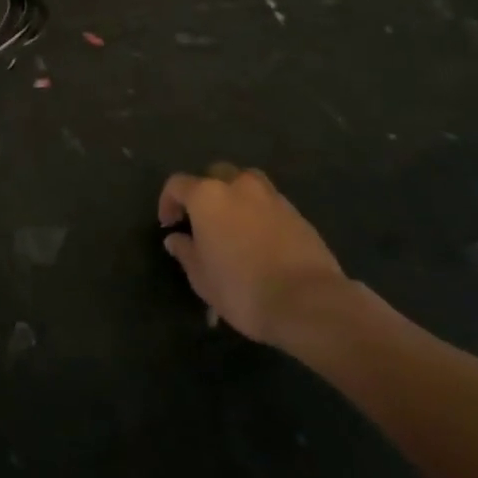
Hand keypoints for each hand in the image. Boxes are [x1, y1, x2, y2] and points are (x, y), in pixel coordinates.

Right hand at [159, 162, 351, 347]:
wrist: (309, 303)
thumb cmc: (242, 289)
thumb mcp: (201, 278)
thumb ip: (185, 252)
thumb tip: (176, 239)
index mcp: (207, 196)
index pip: (177, 184)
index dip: (168, 202)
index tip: (169, 225)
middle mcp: (238, 186)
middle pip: (215, 174)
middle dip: (205, 192)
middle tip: (203, 220)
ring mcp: (271, 197)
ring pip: (246, 183)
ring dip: (236, 197)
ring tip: (235, 225)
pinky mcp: (297, 214)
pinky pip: (270, 203)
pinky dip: (260, 213)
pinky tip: (261, 239)